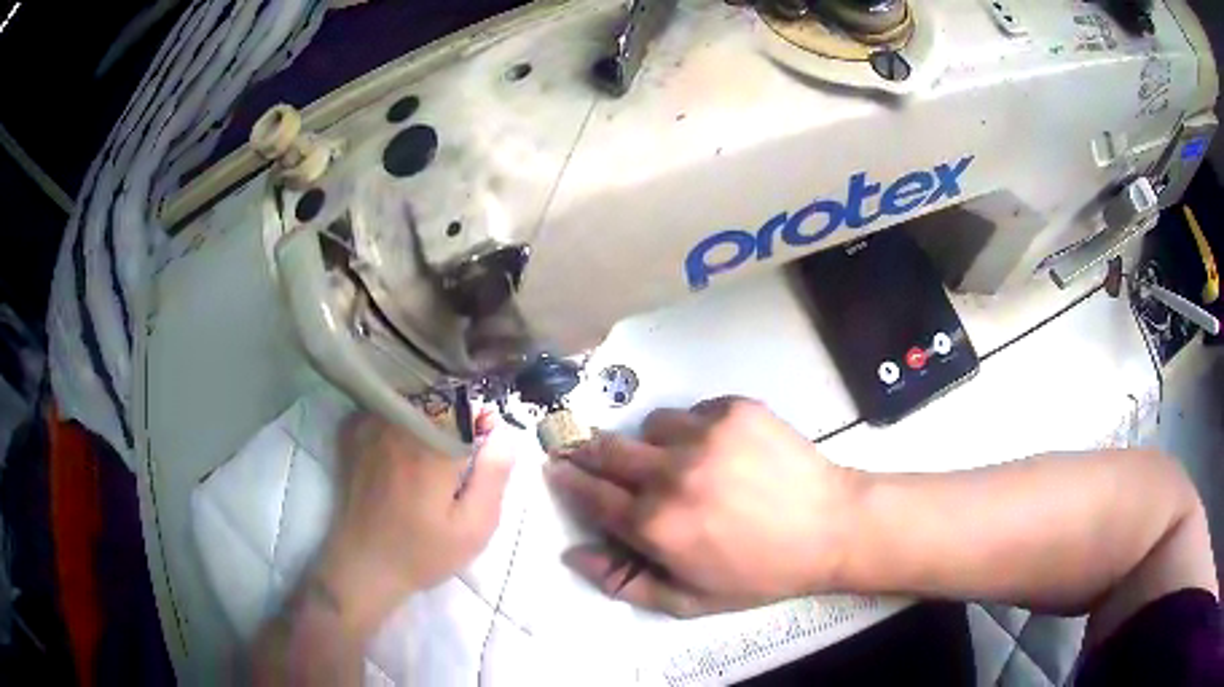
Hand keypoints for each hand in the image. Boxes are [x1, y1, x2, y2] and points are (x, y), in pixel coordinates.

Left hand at [314, 411, 514, 633]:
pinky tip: (404, 447)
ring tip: (433, 451)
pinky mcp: (354, 434)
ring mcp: (371, 427)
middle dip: (455, 413)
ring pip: (411, 398)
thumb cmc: (424, 551)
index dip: (480, 418)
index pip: (466, 403)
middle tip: (460, 452)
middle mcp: (399, 427)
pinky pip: (386, 407)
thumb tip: (502, 433)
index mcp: (431, 448)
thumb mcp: (475, 526)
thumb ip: (494, 475)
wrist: (366, 565)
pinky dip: (401, 416)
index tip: (485, 439)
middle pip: (437, 395)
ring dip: (429, 413)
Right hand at [545, 397, 862, 616]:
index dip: (568, 479)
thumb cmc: (759, 572)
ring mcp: (705, 434)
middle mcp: (671, 473)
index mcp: (656, 524)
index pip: (590, 494)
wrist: (831, 526)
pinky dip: (695, 429)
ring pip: (651, 426)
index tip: (554, 465)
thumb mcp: (690, 599)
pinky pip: (693, 412)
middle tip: (586, 449)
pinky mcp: (735, 409)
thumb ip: (624, 582)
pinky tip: (722, 450)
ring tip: (680, 461)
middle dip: (588, 449)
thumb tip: (573, 554)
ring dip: (653, 444)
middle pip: (607, 449)